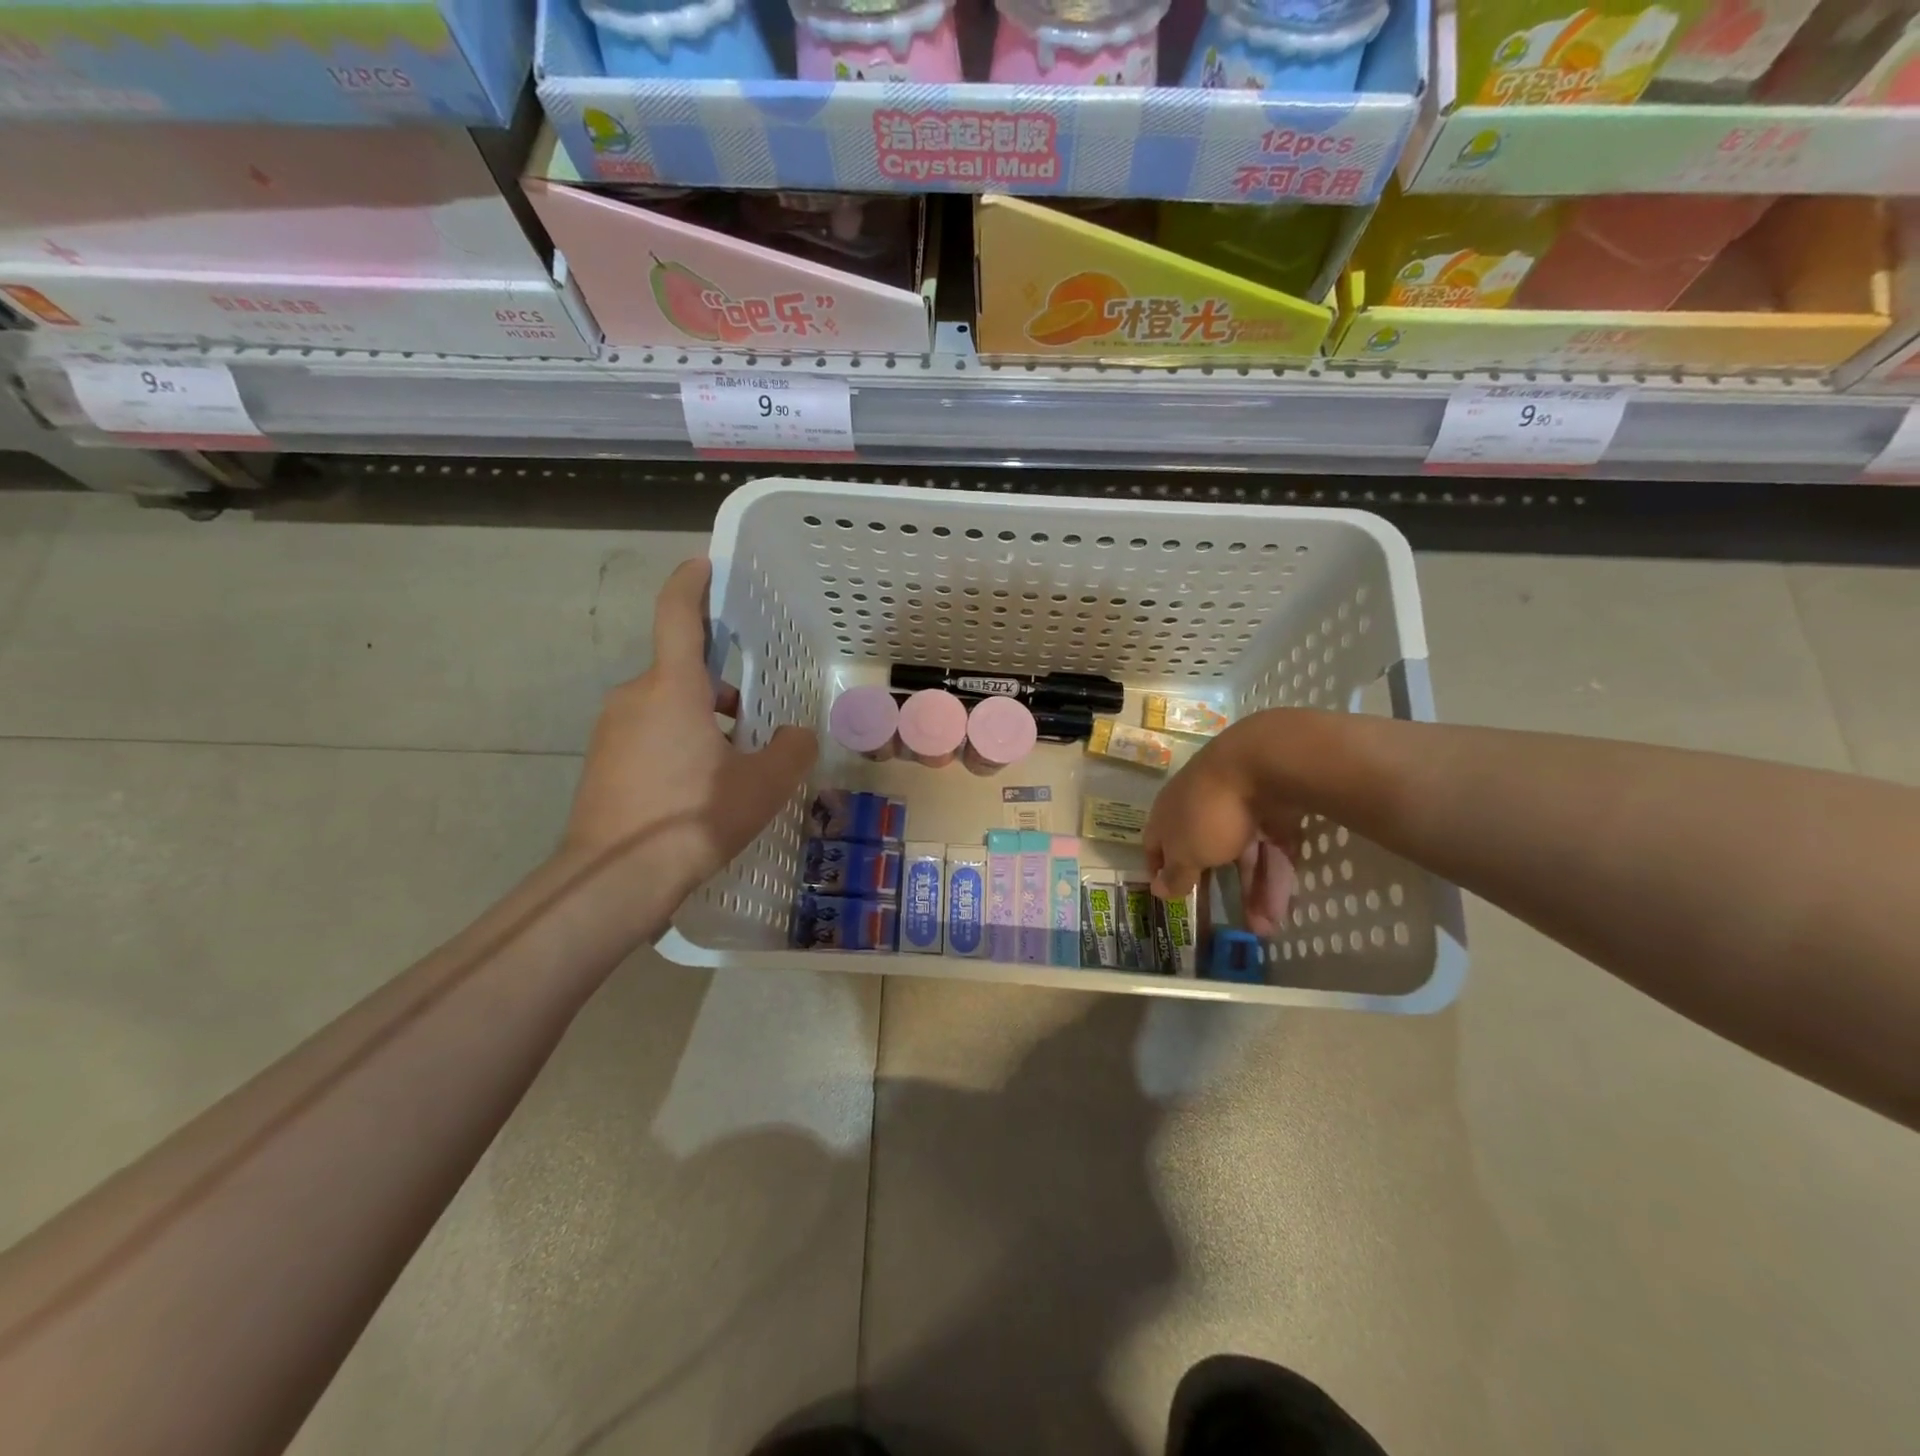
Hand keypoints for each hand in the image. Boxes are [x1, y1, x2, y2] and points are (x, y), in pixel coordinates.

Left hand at [561, 558, 816, 915]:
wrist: (614, 879)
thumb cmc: (692, 818)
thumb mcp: (762, 785)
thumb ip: (790, 750)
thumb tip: (795, 735)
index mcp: (672, 688)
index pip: (677, 615)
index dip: (692, 584)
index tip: (705, 565)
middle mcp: (634, 696)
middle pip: (682, 670)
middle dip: (720, 686)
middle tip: (756, 719)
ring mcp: (611, 729)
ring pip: (666, 704)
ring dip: (701, 718)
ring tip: (734, 764)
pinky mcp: (600, 761)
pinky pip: (648, 732)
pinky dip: (677, 742)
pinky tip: (699, 788)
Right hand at [1144, 728, 1297, 935]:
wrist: (1264, 765)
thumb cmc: (1209, 813)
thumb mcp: (1185, 853)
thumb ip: (1175, 875)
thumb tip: (1157, 890)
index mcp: (1171, 815)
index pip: (1157, 844)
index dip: (1160, 869)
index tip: (1167, 894)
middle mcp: (1202, 810)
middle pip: (1206, 854)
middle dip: (1216, 890)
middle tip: (1224, 923)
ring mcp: (1242, 812)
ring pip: (1245, 858)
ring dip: (1252, 894)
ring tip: (1263, 930)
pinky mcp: (1277, 815)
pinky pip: (1272, 853)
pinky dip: (1275, 881)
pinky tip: (1280, 913)